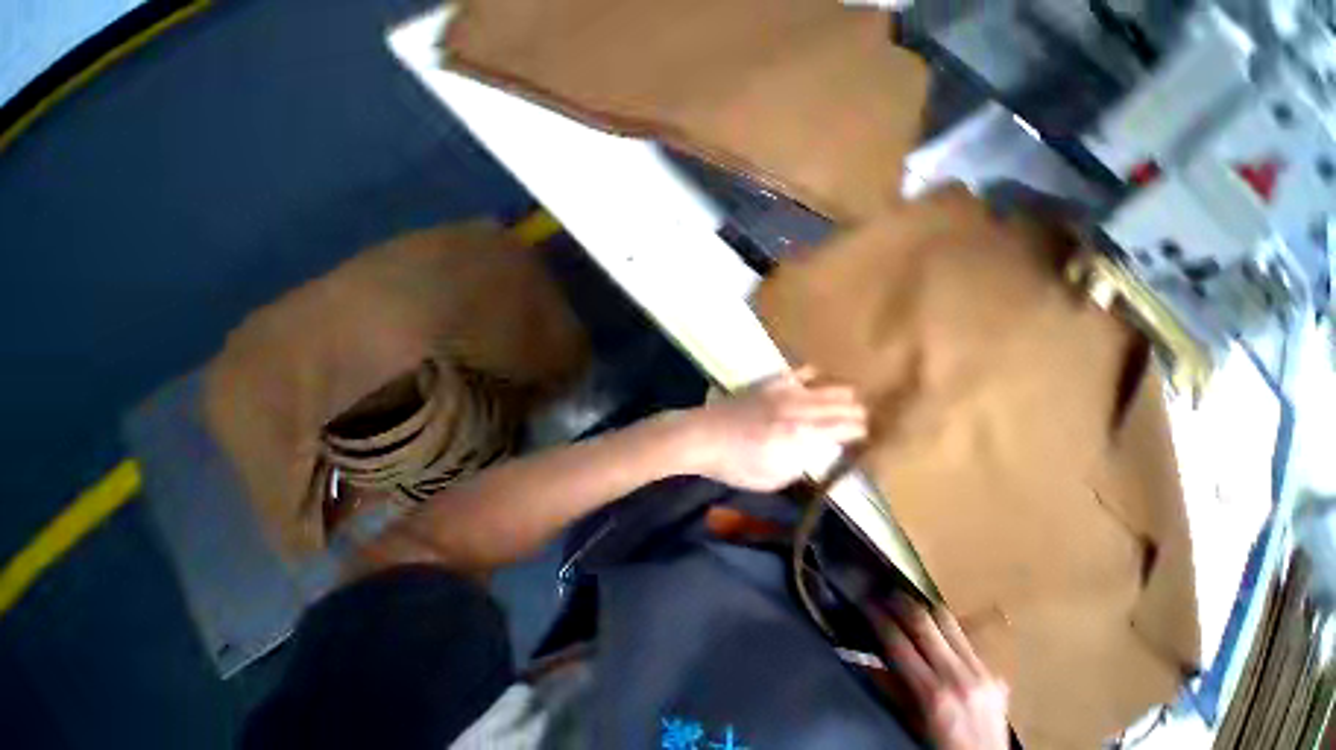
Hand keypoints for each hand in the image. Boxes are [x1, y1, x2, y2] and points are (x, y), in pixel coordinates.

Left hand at [676, 368, 867, 491]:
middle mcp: (798, 409)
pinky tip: (814, 384)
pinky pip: (800, 372)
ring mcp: (784, 391)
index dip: (861, 432)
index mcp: (801, 436)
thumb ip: (801, 464)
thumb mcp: (773, 479)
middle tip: (858, 423)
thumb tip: (817, 452)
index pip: (845, 428)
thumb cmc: (735, 465)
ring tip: (844, 404)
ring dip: (841, 396)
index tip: (863, 437)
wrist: (703, 437)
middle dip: (857, 413)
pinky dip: (814, 378)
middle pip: (843, 404)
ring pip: (828, 385)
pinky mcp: (769, 383)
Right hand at [874, 600, 1009, 749]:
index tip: (864, 602)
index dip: (876, 616)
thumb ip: (888, 685)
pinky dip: (947, 629)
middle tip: (884, 592)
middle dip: (899, 602)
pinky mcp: (994, 673)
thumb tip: (862, 653)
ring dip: (923, 608)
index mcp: (932, 693)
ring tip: (908, 602)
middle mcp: (957, 677)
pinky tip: (937, 629)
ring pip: (947, 620)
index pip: (897, 640)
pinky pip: (967, 638)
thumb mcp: (909, 720)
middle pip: (923, 621)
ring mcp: (980, 672)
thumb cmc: (939, 747)